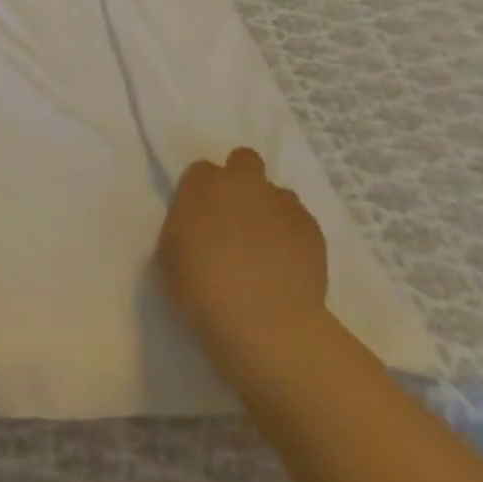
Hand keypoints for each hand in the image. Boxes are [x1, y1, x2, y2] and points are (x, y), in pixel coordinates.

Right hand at [157, 147, 327, 334]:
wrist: (264, 320)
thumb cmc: (201, 287)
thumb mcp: (169, 256)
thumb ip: (183, 229)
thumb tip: (196, 228)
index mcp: (203, 185)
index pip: (200, 171)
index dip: (200, 192)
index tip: (199, 217)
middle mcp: (244, 182)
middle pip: (244, 161)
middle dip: (240, 180)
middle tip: (234, 218)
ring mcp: (282, 203)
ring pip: (277, 193)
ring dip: (269, 210)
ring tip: (265, 248)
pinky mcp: (313, 229)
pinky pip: (300, 222)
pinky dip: (292, 236)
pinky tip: (286, 265)